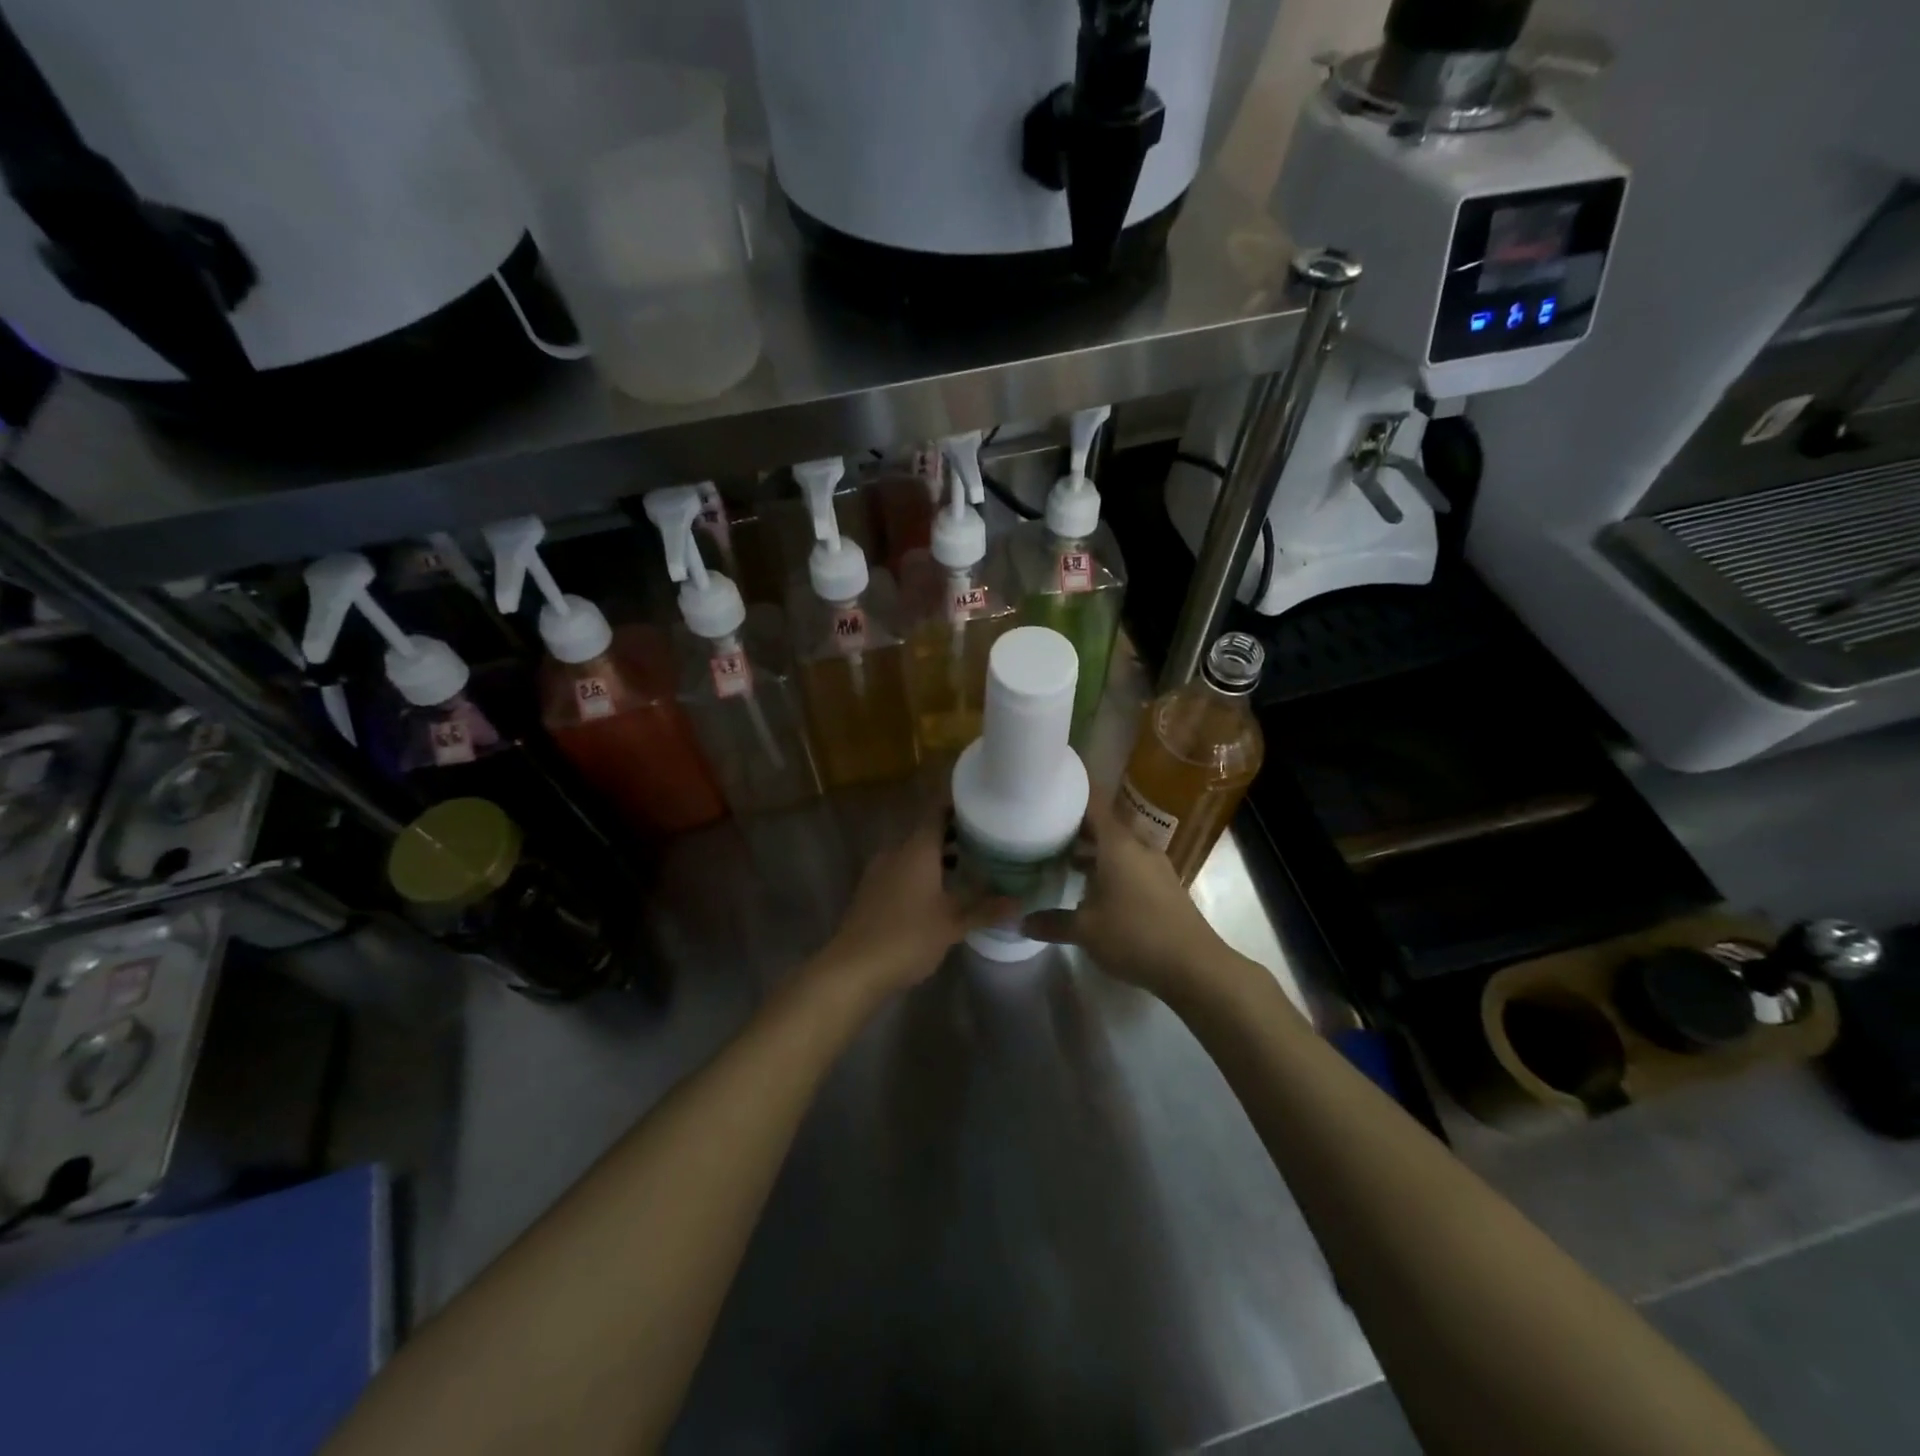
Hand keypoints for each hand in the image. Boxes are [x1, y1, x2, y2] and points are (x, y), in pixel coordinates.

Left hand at [817, 807, 1013, 1001]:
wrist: (853, 968)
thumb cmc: (907, 937)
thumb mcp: (953, 924)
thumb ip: (986, 909)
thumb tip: (1020, 902)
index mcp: (916, 849)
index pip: (937, 813)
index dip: (958, 808)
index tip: (982, 810)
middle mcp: (895, 852)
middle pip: (926, 833)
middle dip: (954, 836)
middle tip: (985, 843)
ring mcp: (879, 872)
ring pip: (913, 854)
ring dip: (937, 858)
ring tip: (968, 869)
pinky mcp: (870, 892)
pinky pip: (901, 872)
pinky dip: (921, 875)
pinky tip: (939, 895)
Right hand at [1022, 795, 1236, 1001]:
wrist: (1195, 966)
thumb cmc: (1135, 936)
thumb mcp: (1085, 931)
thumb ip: (1051, 922)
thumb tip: (1020, 922)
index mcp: (1118, 844)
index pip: (1092, 802)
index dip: (1070, 793)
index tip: (1046, 791)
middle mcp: (1137, 846)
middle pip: (1102, 825)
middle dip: (1074, 827)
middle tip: (1041, 831)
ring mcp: (1153, 866)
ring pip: (1116, 848)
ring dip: (1090, 851)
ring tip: (1059, 860)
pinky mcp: (1162, 886)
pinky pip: (1128, 865)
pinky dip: (1107, 868)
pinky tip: (1088, 890)